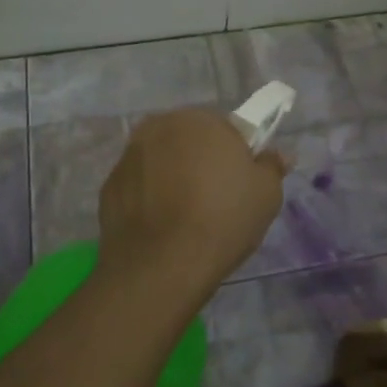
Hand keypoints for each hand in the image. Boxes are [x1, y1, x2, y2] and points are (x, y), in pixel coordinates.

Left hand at [97, 108, 286, 304]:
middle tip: (216, 199)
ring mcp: (129, 155)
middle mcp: (160, 126)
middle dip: (201, 160)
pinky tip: (161, 226)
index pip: (227, 127)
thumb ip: (271, 166)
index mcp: (200, 120)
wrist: (160, 266)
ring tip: (186, 217)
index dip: (237, 154)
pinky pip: (139, 185)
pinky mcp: (109, 185)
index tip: (241, 183)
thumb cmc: (222, 220)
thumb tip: (277, 154)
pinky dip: (149, 197)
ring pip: (161, 159)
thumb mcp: (266, 195)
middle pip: (189, 139)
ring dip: (172, 176)